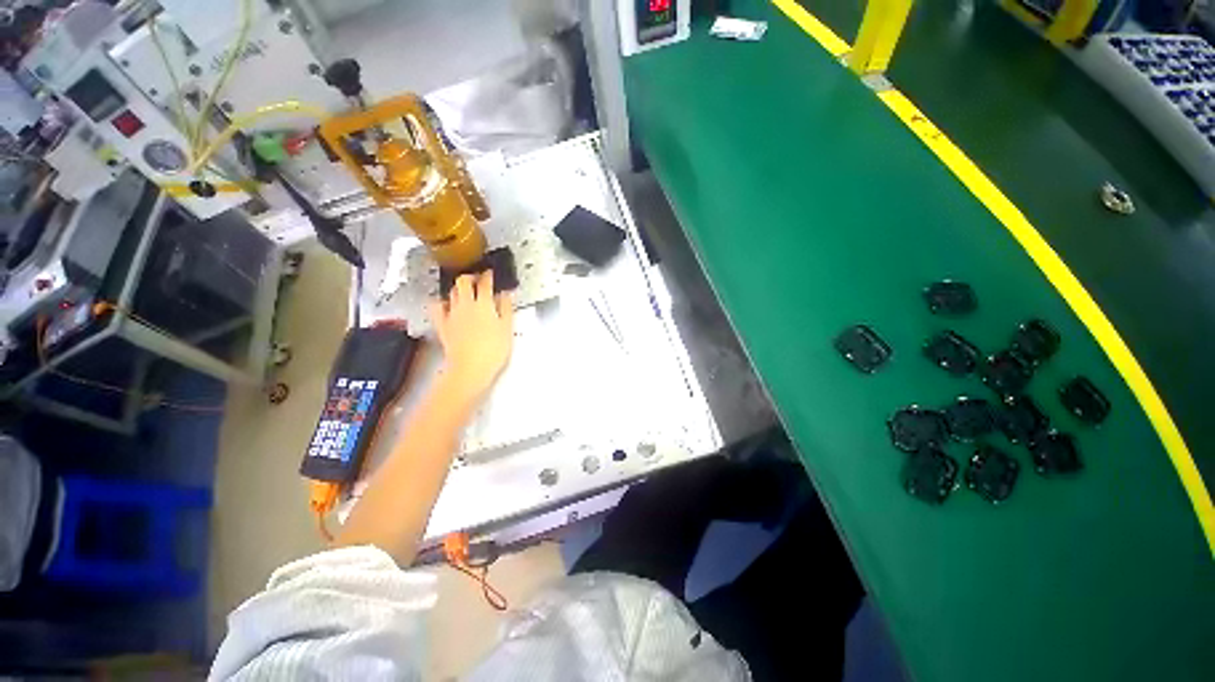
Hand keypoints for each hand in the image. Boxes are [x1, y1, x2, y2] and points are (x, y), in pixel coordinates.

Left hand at [428, 270, 513, 404]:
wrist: (471, 368)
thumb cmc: (493, 351)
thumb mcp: (507, 329)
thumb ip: (506, 308)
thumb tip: (506, 294)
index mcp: (484, 304)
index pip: (485, 282)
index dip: (488, 275)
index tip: (491, 273)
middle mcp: (466, 305)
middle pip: (463, 281)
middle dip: (470, 276)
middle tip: (477, 278)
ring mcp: (451, 314)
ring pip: (452, 292)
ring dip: (459, 288)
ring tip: (465, 290)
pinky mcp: (442, 324)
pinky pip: (436, 307)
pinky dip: (441, 302)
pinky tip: (446, 304)